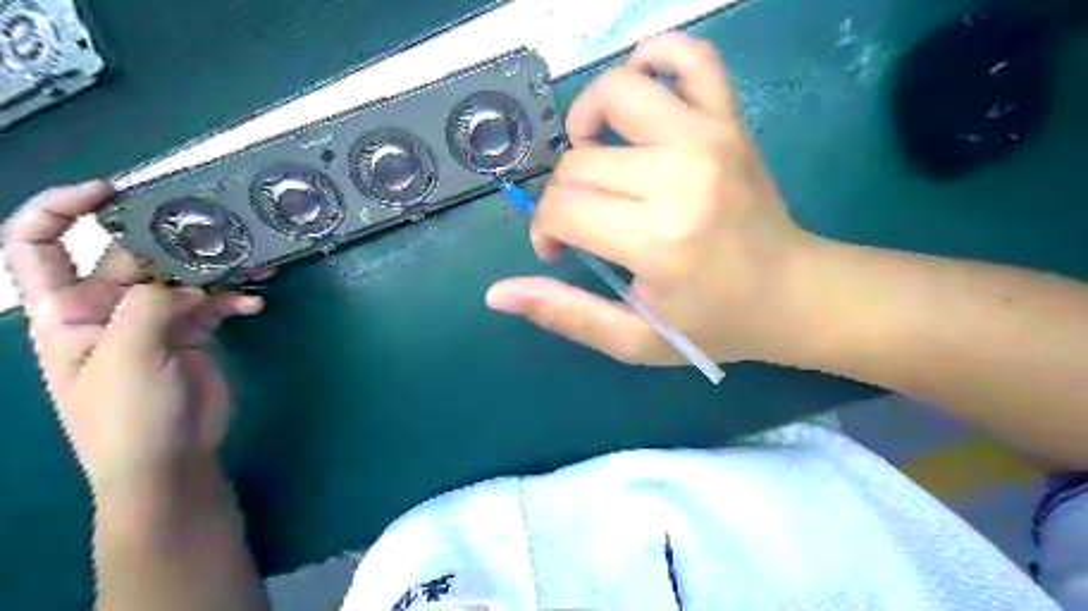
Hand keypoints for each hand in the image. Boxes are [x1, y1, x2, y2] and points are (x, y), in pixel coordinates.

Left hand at [1, 183, 261, 495]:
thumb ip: (148, 308)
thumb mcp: (126, 359)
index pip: (37, 245)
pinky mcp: (191, 333)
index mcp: (65, 311)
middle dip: (170, 241)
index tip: (111, 191)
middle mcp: (107, 308)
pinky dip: (234, 300)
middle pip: (132, 256)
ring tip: (252, 263)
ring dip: (216, 269)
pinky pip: (213, 304)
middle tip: (216, 231)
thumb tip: (185, 282)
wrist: (170, 460)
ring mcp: (153, 321)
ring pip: (182, 278)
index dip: (62, 209)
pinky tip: (254, 305)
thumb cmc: (127, 417)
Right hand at [485, 34, 816, 368]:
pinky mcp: (730, 120)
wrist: (794, 293)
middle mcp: (680, 177)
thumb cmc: (714, 323)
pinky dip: (656, 57)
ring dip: (587, 120)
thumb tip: (497, 293)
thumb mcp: (635, 339)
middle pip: (580, 161)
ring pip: (617, 93)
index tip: (558, 251)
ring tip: (594, 155)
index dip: (545, 231)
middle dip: (562, 196)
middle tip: (581, 224)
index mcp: (658, 239)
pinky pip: (692, 57)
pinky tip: (640, 92)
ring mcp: (709, 138)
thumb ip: (566, 315)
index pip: (563, 209)